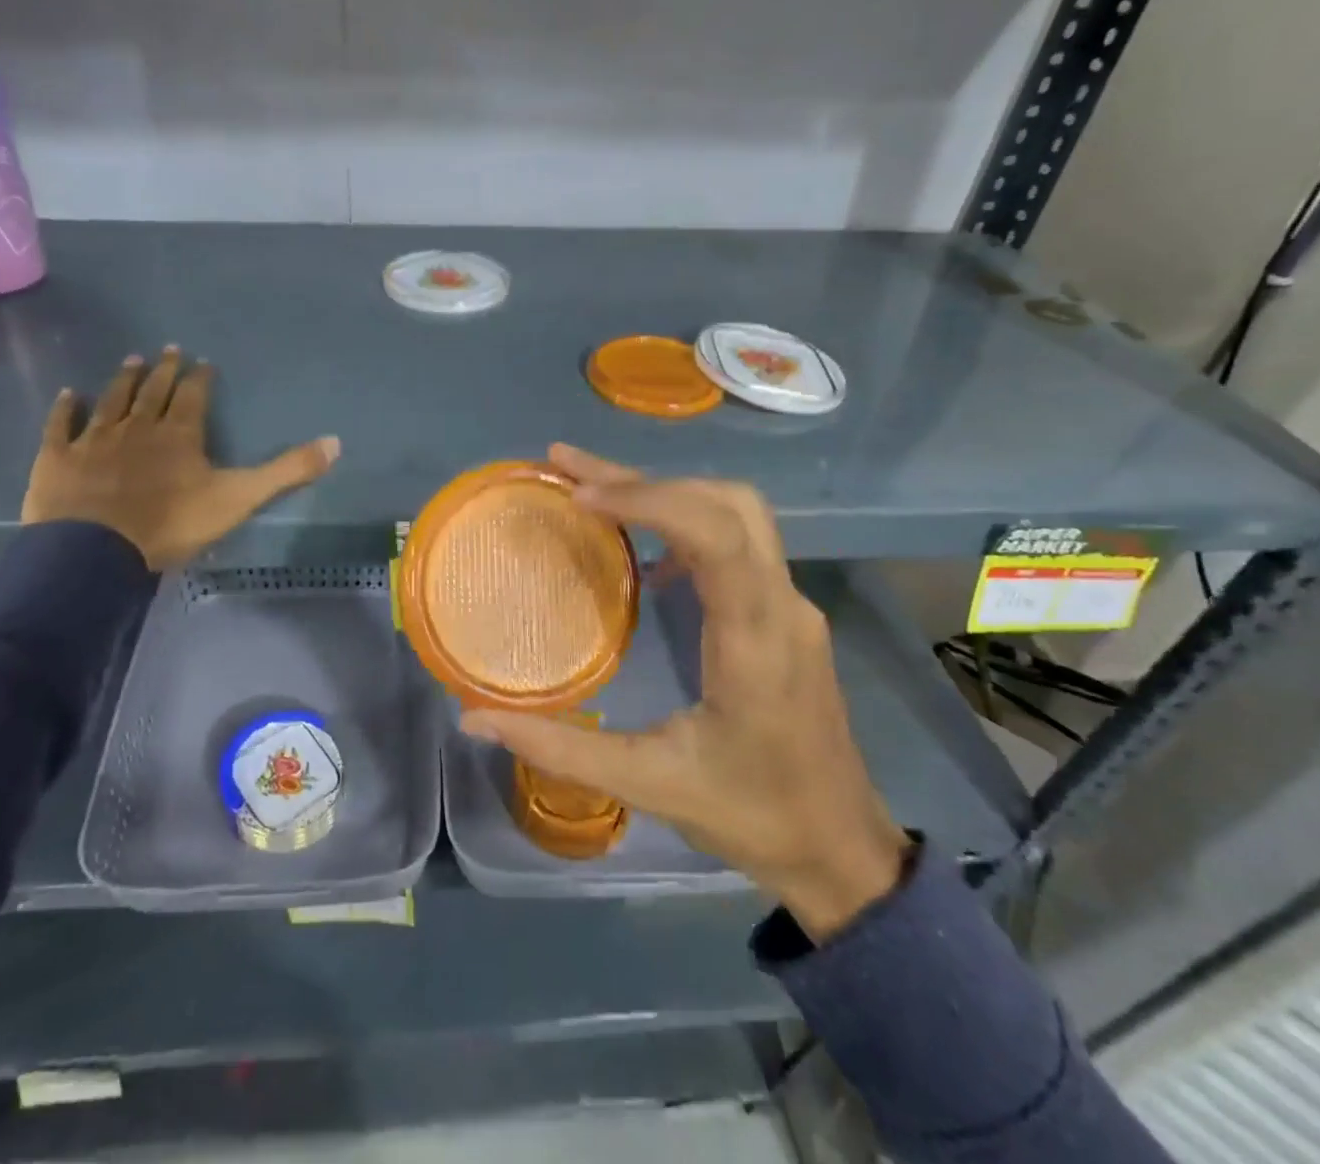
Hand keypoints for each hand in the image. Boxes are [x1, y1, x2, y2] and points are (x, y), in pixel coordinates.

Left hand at [21, 349, 339, 570]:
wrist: (96, 550)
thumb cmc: (172, 523)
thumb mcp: (240, 498)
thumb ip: (287, 471)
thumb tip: (336, 442)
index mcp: (180, 434)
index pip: (193, 396)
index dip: (199, 378)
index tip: (202, 362)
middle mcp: (138, 426)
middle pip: (153, 391)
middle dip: (163, 370)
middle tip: (167, 349)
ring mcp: (95, 439)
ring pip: (113, 400)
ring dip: (123, 380)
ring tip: (131, 359)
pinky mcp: (59, 457)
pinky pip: (63, 426)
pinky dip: (67, 409)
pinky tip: (70, 394)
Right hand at [461, 445, 909, 940]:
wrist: (843, 848)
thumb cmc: (754, 817)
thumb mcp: (652, 786)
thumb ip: (562, 749)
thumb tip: (476, 719)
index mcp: (756, 641)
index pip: (717, 535)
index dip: (649, 501)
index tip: (581, 497)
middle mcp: (782, 606)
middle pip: (727, 502)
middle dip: (646, 478)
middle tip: (569, 470)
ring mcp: (791, 605)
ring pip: (736, 512)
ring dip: (667, 490)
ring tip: (594, 490)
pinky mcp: (786, 614)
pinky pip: (739, 540)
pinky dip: (686, 521)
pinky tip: (645, 556)